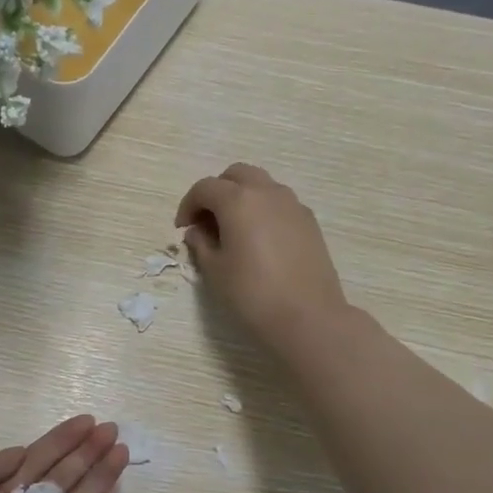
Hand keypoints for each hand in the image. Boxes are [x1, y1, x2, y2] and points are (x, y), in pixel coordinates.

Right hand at [176, 163, 348, 352]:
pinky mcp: (309, 222)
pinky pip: (280, 203)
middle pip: (236, 175)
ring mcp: (293, 205)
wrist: (307, 317)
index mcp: (238, 201)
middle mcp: (267, 192)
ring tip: (233, 230)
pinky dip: (263, 210)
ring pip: (261, 185)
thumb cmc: (251, 294)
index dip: (188, 205)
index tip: (182, 228)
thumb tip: (198, 231)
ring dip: (242, 198)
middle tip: (207, 221)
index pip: (205, 188)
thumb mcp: (215, 271)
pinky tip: (259, 240)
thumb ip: (201, 244)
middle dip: (217, 192)